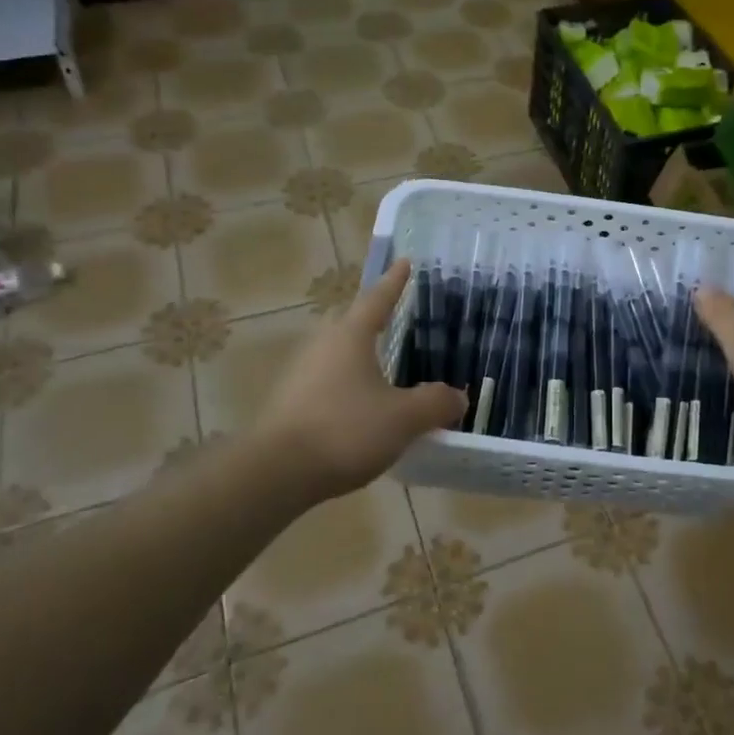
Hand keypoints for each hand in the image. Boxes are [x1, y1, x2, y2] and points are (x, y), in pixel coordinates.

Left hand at [253, 259, 466, 500]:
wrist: (275, 472)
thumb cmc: (345, 430)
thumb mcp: (403, 418)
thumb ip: (435, 404)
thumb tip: (458, 398)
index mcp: (350, 336)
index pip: (378, 299)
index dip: (394, 282)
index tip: (405, 262)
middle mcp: (322, 345)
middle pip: (352, 323)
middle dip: (374, 319)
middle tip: (395, 316)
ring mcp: (301, 374)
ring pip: (338, 355)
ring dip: (361, 357)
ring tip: (384, 368)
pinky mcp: (290, 403)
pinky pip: (328, 383)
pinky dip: (349, 386)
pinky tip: (362, 408)